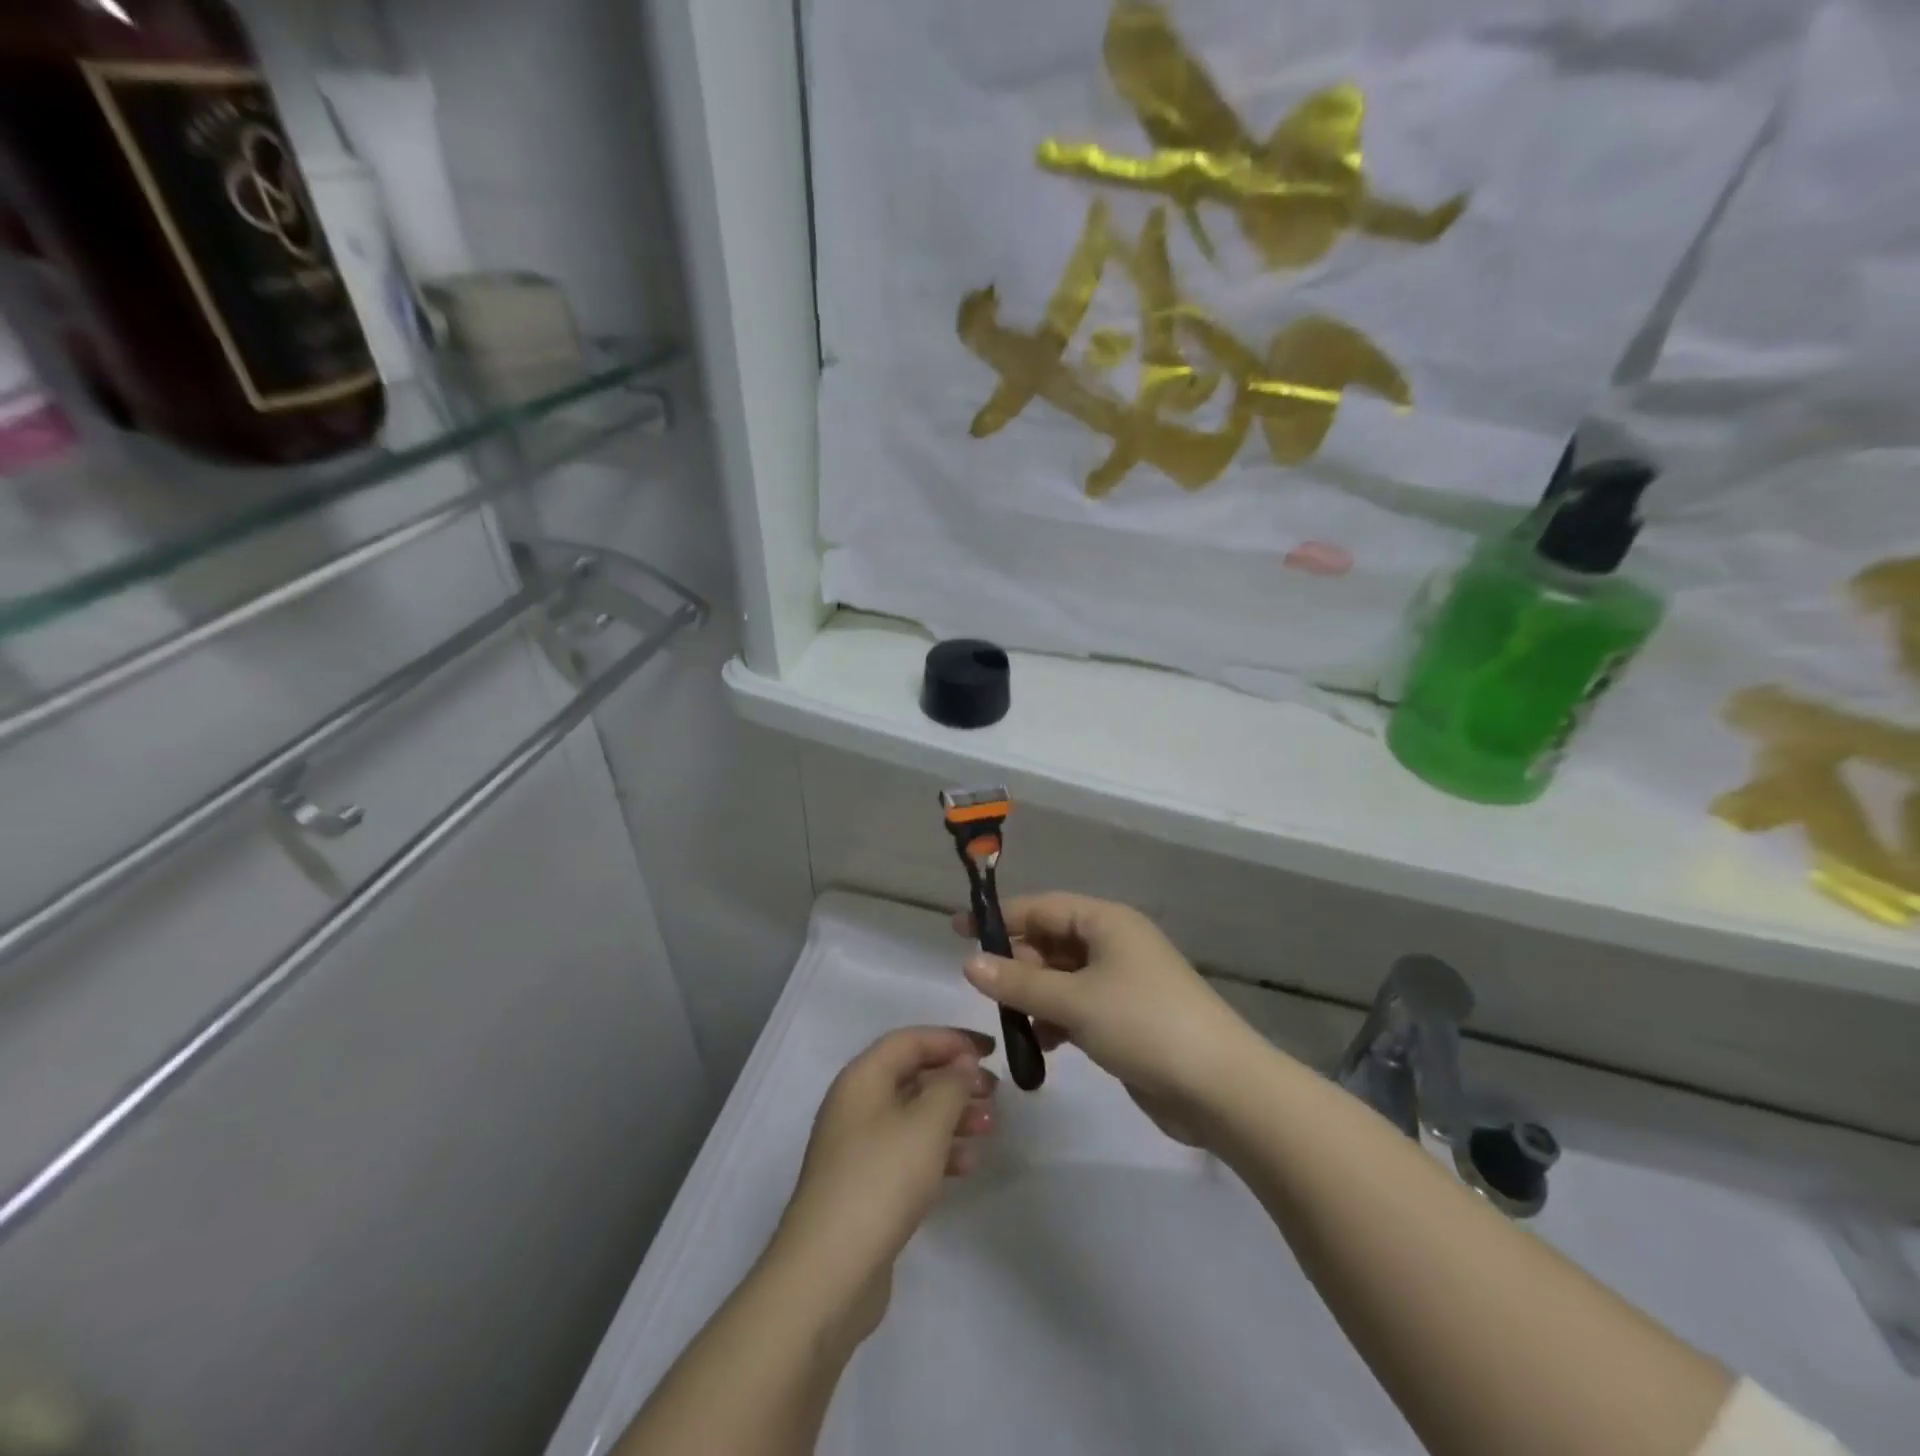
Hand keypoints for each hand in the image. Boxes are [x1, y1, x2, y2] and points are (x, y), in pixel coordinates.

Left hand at [772, 1027, 997, 1340]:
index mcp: (863, 1078)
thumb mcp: (926, 1124)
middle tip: (995, 1092)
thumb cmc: (881, 1179)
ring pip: (913, 1116)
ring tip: (990, 1127)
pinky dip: (938, 1151)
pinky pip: (908, 1152)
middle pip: (912, 1076)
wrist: (829, 1272)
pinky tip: (967, 1165)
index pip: (911, 1040)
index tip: (991, 1050)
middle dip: (956, 1080)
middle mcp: (856, 1104)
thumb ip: (951, 1085)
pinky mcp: (865, 1185)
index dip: (952, 1040)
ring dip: (953, 1116)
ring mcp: (858, 1147)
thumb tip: (962, 1062)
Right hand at [956, 892, 1261, 1147]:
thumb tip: (968, 962)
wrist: (1220, 1087)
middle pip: (1051, 942)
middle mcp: (1113, 943)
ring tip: (1014, 1023)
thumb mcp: (1074, 1000)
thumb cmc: (1143, 1024)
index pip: (1041, 908)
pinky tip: (1045, 1046)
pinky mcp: (1127, 1017)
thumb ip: (1018, 981)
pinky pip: (1078, 1006)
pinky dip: (1057, 1019)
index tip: (958, 931)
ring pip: (1062, 977)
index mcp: (1105, 922)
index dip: (1000, 919)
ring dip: (1035, 996)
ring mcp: (1122, 981)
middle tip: (984, 989)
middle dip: (1017, 963)